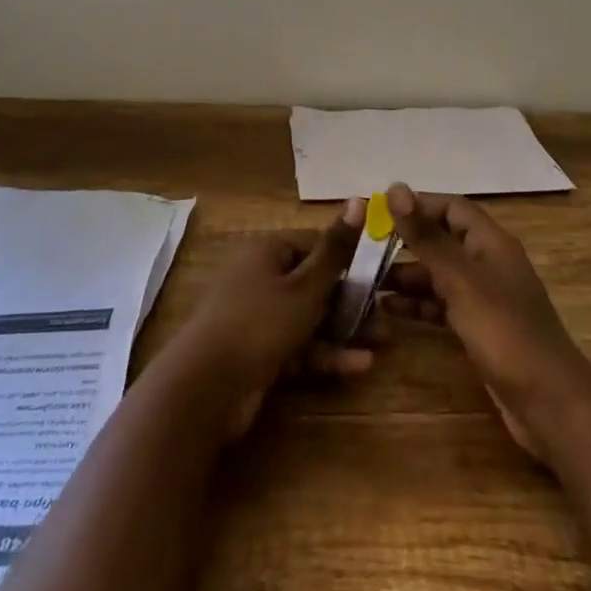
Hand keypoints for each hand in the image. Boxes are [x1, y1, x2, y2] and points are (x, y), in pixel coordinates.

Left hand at [160, 199, 371, 438]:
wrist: (205, 390)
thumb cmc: (259, 323)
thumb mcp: (305, 286)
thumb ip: (336, 250)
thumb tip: (358, 199)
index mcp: (267, 253)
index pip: (313, 245)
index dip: (346, 257)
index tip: (378, 272)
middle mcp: (261, 280)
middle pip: (313, 284)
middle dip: (351, 300)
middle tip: (386, 313)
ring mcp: (258, 320)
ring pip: (309, 319)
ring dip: (344, 330)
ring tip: (383, 341)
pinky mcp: (259, 355)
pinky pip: (298, 348)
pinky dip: (325, 355)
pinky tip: (359, 365)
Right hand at [381, 184, 590, 463]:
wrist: (550, 405)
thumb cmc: (505, 333)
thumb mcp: (461, 281)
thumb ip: (427, 237)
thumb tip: (396, 188)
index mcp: (490, 242)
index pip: (451, 207)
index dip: (417, 205)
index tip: (378, 212)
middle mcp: (488, 263)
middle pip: (442, 239)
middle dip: (406, 242)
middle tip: (364, 248)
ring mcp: (485, 298)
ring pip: (439, 274)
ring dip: (406, 275)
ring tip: (367, 281)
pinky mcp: (479, 329)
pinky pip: (442, 305)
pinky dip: (418, 304)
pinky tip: (388, 310)